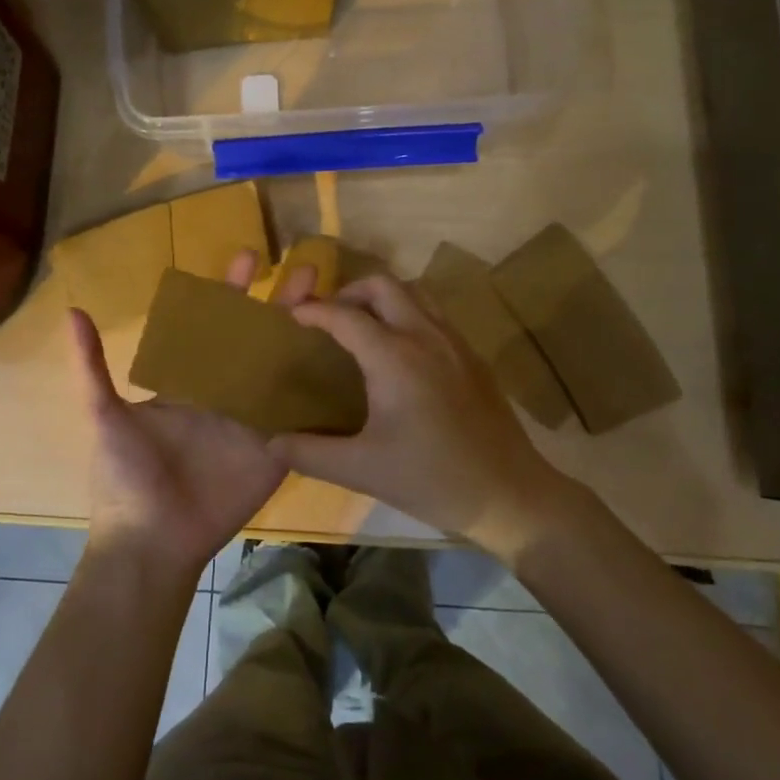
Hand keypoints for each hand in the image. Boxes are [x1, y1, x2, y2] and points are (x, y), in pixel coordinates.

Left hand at [72, 251, 320, 582]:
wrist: (152, 541)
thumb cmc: (126, 477)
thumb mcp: (104, 416)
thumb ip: (93, 367)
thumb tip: (71, 311)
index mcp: (190, 380)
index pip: (216, 325)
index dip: (232, 291)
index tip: (249, 258)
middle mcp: (227, 393)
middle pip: (260, 339)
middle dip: (281, 304)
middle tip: (305, 270)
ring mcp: (256, 420)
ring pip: (288, 370)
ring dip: (310, 338)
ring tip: (336, 304)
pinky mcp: (277, 449)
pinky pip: (304, 416)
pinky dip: (323, 391)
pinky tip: (350, 360)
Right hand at [267, 274, 586, 562]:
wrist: (509, 493)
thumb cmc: (431, 479)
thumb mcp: (361, 469)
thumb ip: (310, 452)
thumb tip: (270, 441)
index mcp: (394, 357)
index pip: (345, 315)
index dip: (314, 311)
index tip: (291, 316)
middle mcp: (425, 336)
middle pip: (383, 285)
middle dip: (349, 291)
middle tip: (329, 318)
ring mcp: (455, 342)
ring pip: (415, 292)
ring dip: (383, 297)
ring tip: (363, 326)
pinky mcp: (473, 356)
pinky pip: (435, 314)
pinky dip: (409, 313)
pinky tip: (401, 351)